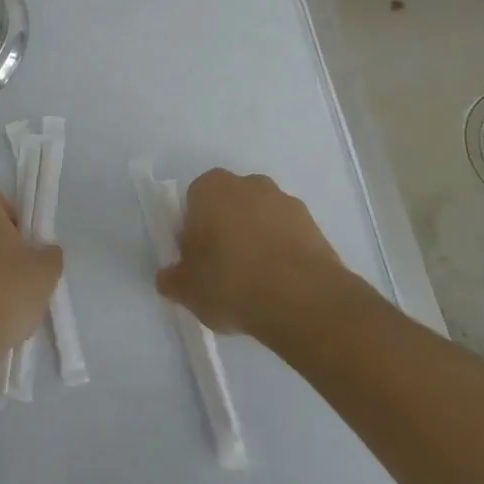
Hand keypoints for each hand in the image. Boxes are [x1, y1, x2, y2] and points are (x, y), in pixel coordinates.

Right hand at [156, 168, 362, 337]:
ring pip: (261, 218)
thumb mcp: (187, 290)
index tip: (197, 261)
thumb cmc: (231, 283)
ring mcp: (285, 201)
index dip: (193, 232)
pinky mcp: (314, 224)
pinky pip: (288, 235)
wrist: (302, 300)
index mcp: (210, 188)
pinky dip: (283, 252)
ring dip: (257, 240)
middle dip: (226, 230)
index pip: (194, 203)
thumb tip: (169, 277)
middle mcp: (248, 183)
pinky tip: (281, 285)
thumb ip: (173, 279)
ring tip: (256, 284)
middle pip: (229, 205)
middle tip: (224, 271)